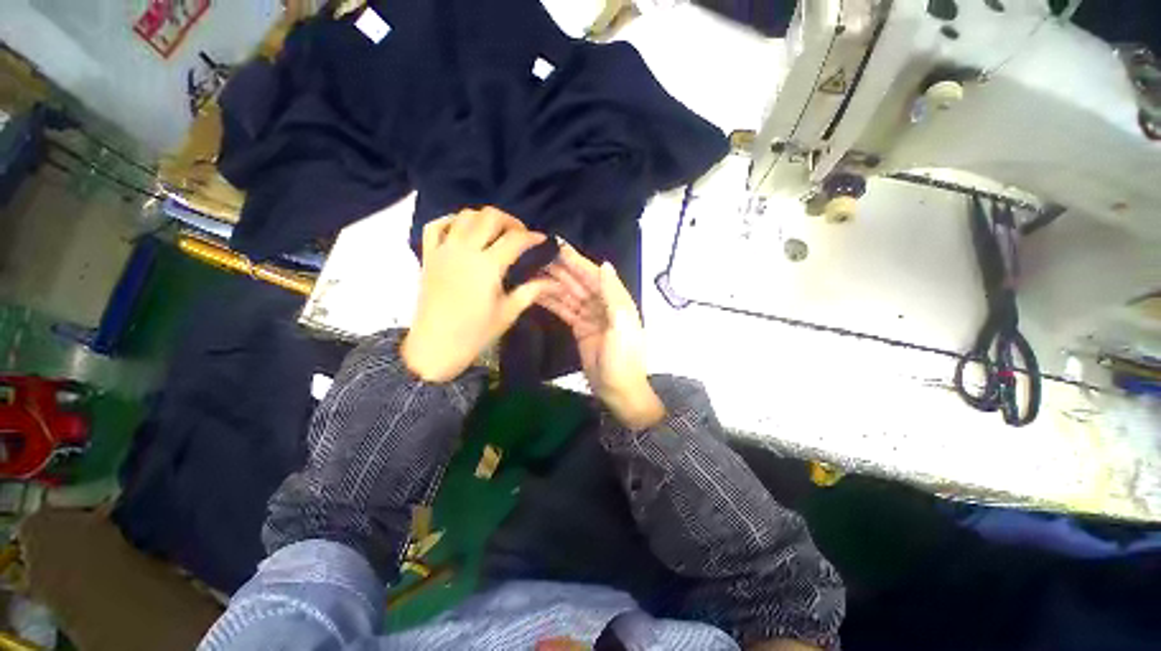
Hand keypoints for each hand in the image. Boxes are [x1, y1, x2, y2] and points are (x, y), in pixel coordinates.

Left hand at [402, 207, 551, 381]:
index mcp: (488, 267)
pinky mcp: (429, 256)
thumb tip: (555, 283)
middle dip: (511, 221)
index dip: (532, 237)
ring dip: (484, 218)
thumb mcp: (508, 313)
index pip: (514, 240)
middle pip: (489, 217)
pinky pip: (436, 226)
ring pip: (464, 215)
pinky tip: (463, 230)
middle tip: (520, 235)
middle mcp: (465, 251)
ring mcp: (444, 251)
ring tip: (495, 232)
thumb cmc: (475, 333)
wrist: (436, 346)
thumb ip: (531, 292)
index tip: (542, 240)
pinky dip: (451, 221)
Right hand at [537, 242, 664, 429]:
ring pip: (569, 294)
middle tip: (535, 254)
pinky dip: (552, 301)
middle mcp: (602, 304)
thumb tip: (605, 264)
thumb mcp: (621, 325)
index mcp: (615, 300)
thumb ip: (613, 294)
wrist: (618, 390)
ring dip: (552, 282)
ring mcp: (589, 316)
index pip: (593, 274)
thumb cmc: (623, 358)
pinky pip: (564, 310)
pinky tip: (536, 292)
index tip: (557, 244)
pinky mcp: (579, 328)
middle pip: (578, 282)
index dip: (576, 259)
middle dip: (559, 268)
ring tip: (531, 269)